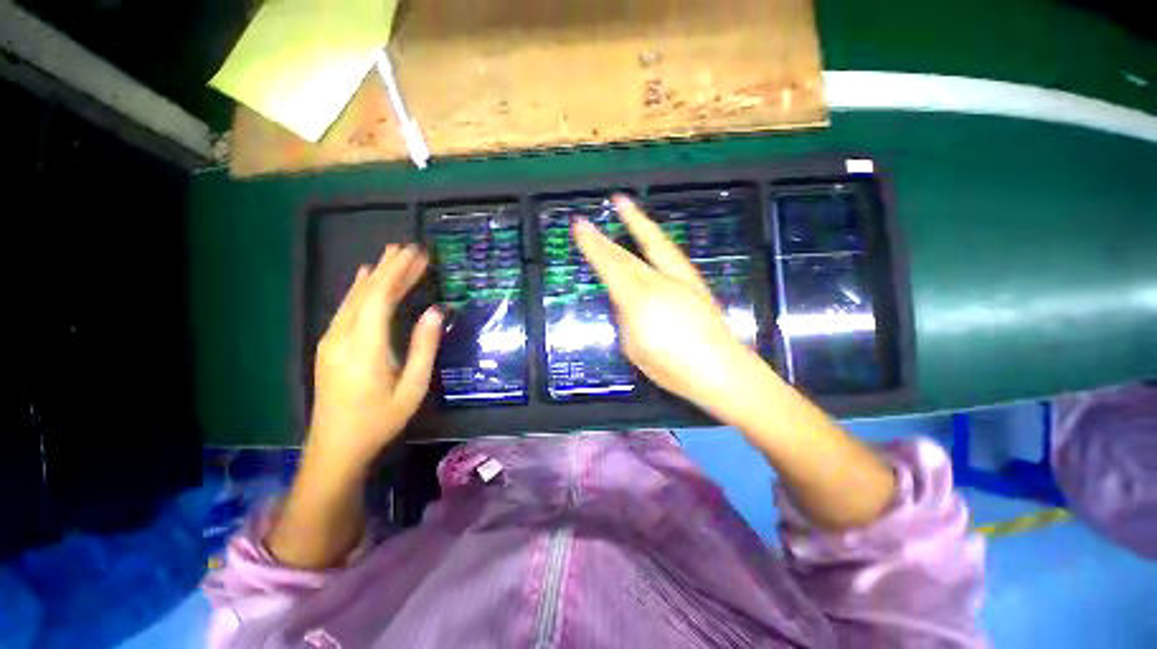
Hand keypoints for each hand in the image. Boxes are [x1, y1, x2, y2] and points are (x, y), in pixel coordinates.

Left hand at [307, 244, 442, 477]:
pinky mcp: (329, 345)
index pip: (381, 296)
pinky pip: (346, 308)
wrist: (335, 447)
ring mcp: (331, 339)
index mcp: (364, 346)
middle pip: (366, 291)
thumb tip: (435, 312)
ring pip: (354, 297)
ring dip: (375, 274)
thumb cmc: (380, 419)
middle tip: (410, 247)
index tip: (418, 254)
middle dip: (389, 267)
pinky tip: (364, 278)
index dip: (399, 272)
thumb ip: (423, 347)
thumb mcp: (412, 387)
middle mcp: (342, 335)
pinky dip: (359, 289)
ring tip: (393, 255)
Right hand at [572, 196, 759, 412]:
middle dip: (604, 236)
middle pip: (626, 254)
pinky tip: (651, 235)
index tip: (579, 225)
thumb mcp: (634, 348)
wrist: (722, 372)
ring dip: (636, 222)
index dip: (593, 245)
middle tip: (586, 220)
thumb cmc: (673, 368)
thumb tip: (624, 301)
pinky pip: (670, 253)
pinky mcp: (694, 283)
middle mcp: (659, 282)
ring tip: (623, 204)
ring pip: (653, 244)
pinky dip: (656, 239)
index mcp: (639, 300)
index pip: (611, 266)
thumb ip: (626, 318)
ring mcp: (680, 279)